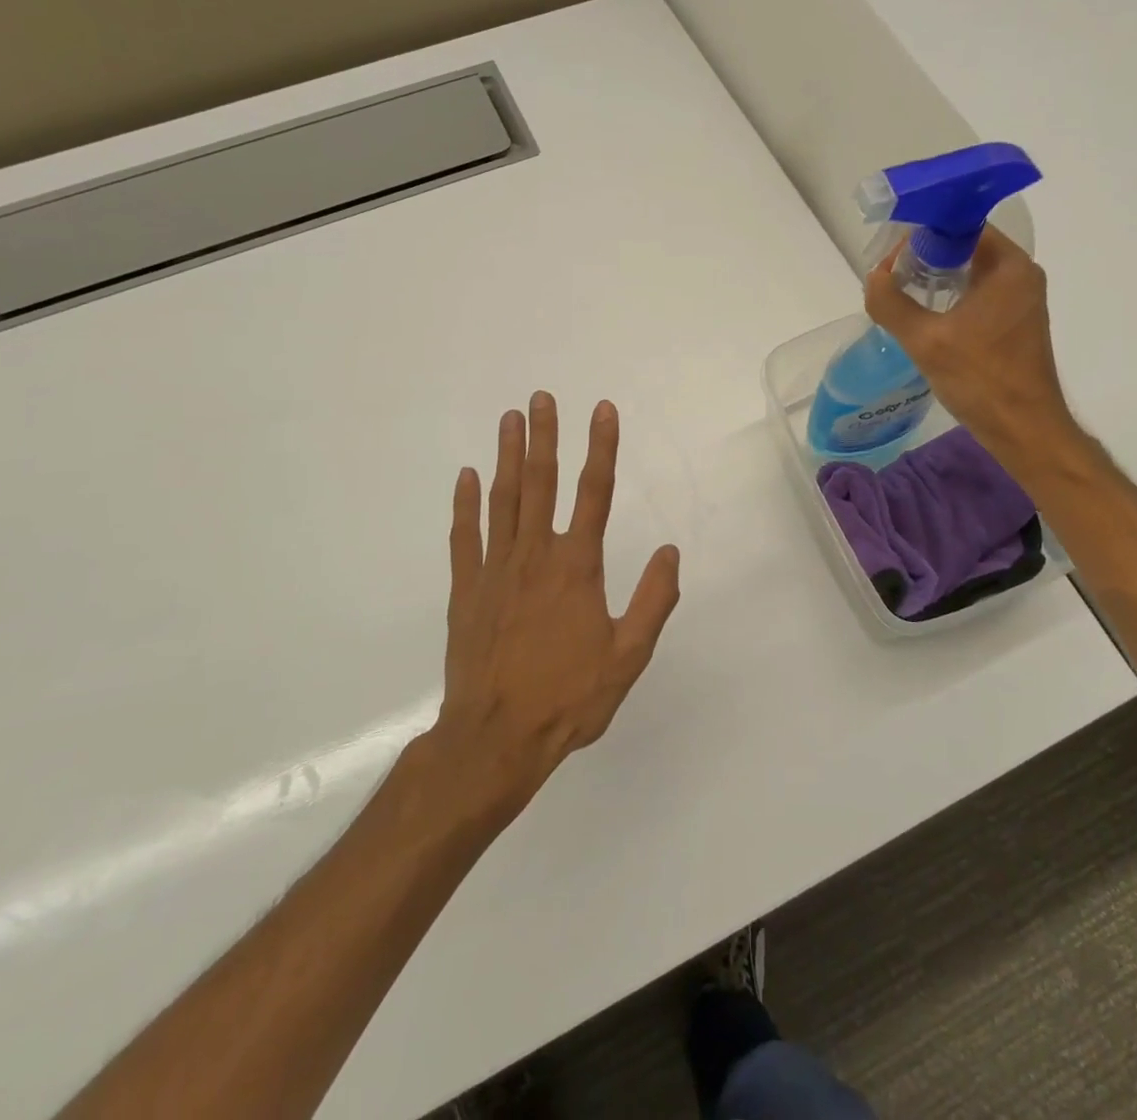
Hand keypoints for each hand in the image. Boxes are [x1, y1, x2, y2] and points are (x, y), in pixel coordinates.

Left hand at [428, 392, 680, 817]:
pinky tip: (466, 477)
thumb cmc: (568, 697)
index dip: (601, 448)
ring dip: (507, 456)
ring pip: (502, 500)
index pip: (595, 493)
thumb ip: (653, 601)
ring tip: (509, 419)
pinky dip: (465, 504)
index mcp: (577, 566)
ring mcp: (495, 570)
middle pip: (542, 483)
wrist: (495, 738)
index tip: (602, 410)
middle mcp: (535, 556)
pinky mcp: (466, 590)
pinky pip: (465, 537)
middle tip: (541, 397)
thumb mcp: (628, 656)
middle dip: (545, 436)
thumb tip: (671, 552)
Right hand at [865, 226, 1076, 457]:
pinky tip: (923, 318)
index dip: (920, 236)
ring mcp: (1020, 300)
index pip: (959, 227)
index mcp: (1008, 266)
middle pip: (963, 248)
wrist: (1024, 430)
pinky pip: (976, 296)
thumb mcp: (926, 341)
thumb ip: (892, 303)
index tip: (889, 257)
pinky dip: (949, 299)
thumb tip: (873, 277)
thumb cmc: (981, 380)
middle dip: (922, 258)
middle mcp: (1020, 275)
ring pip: (968, 274)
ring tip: (899, 295)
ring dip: (934, 280)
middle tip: (888, 277)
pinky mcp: (1015, 323)